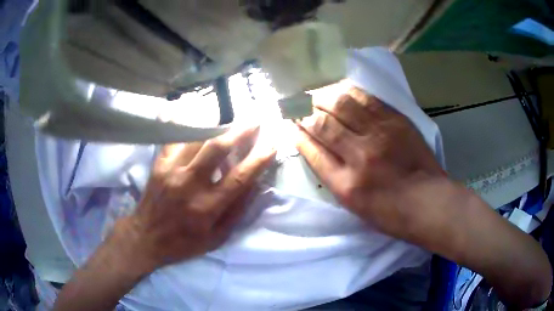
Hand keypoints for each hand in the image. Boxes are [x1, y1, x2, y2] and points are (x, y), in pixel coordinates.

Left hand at [118, 126, 275, 273]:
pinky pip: (173, 135)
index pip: (239, 178)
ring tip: (229, 114)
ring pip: (196, 137)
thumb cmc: (183, 242)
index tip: (272, 145)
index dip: (258, 160)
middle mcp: (190, 184)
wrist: (145, 237)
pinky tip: (192, 107)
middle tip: (254, 120)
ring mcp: (172, 170)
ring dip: (216, 123)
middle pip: (217, 149)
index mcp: (207, 207)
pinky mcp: (159, 163)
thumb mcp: (216, 238)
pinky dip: (184, 121)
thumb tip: (254, 185)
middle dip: (239, 131)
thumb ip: (235, 212)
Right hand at [296, 86, 443, 235]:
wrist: (428, 201)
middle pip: (322, 124)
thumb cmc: (390, 212)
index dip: (296, 133)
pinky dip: (348, 92)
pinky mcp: (396, 121)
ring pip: (342, 105)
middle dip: (304, 111)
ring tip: (314, 94)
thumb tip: (315, 147)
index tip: (288, 123)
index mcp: (345, 185)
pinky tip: (339, 89)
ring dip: (322, 97)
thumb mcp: (354, 205)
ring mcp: (379, 134)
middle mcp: (359, 155)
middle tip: (295, 103)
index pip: (311, 151)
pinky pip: (367, 99)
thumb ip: (332, 175)